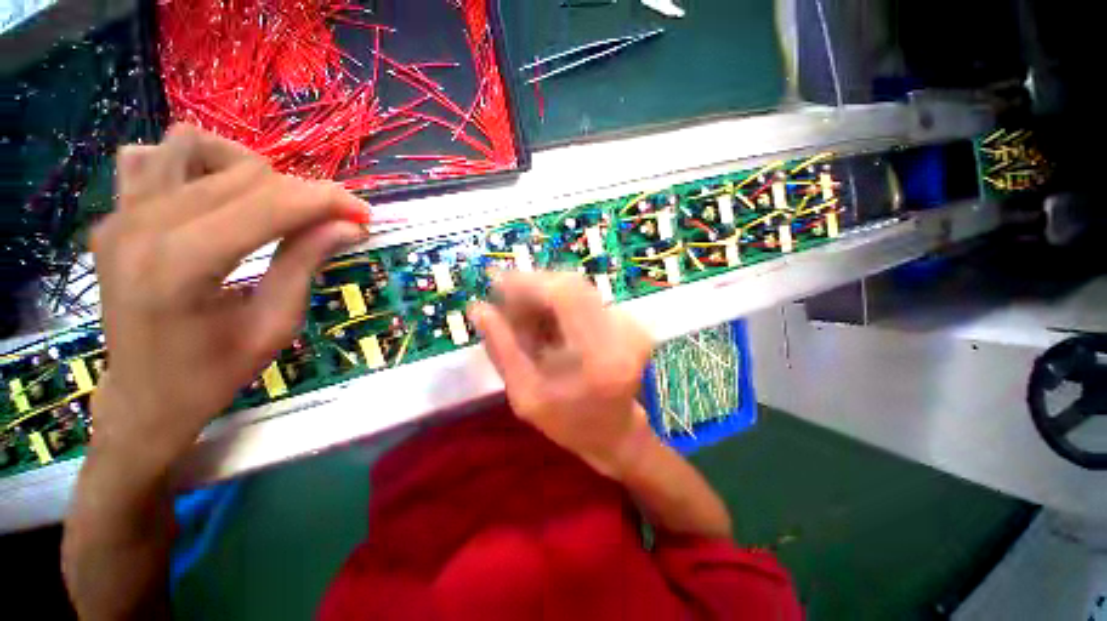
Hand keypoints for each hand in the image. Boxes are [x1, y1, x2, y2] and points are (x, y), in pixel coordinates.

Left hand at [90, 124, 370, 470]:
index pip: (268, 204)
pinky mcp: (113, 215)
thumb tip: (350, 225)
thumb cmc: (212, 374)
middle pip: (240, 174)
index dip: (326, 201)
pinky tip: (213, 194)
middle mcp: (141, 228)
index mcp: (181, 267)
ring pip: (191, 145)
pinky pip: (150, 157)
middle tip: (331, 220)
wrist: (143, 396)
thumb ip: (306, 264)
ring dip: (245, 167)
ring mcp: (119, 216)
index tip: (364, 214)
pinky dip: (192, 163)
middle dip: (301, 191)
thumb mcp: (275, 326)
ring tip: (270, 202)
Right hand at [469, 272, 653, 478]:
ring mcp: (630, 324)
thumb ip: (502, 351)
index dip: (528, 282)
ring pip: (576, 289)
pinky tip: (547, 326)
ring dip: (544, 297)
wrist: (616, 432)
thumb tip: (478, 308)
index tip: (495, 283)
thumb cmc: (570, 424)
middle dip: (532, 288)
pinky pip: (584, 298)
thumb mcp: (526, 397)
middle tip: (505, 305)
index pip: (564, 295)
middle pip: (571, 285)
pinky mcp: (627, 321)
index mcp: (599, 357)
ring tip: (524, 322)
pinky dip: (558, 305)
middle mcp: (622, 332)